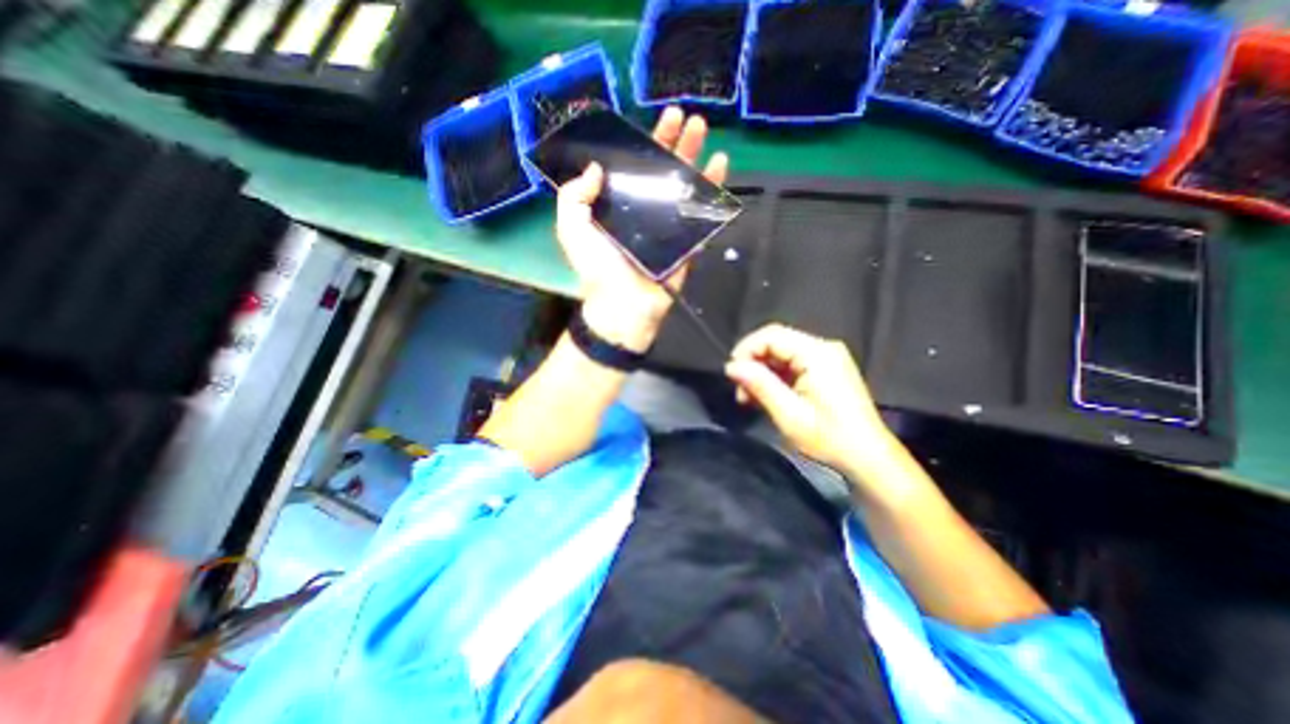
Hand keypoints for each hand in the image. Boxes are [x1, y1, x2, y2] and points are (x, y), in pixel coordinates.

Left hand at [561, 109, 729, 352]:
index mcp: (618, 205)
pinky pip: (702, 214)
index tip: (661, 119)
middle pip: (663, 171)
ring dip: (697, 159)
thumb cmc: (598, 269)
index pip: (635, 166)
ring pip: (685, 187)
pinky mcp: (687, 241)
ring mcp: (668, 226)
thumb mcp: (572, 229)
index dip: (647, 141)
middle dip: (677, 142)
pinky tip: (722, 168)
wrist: (624, 306)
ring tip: (705, 132)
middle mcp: (644, 210)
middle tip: (690, 118)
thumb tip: (596, 167)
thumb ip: (574, 197)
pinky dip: (713, 193)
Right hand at [724, 324, 900, 478]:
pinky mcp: (827, 368)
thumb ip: (760, 385)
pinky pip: (793, 362)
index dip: (746, 350)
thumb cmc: (829, 438)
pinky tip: (767, 396)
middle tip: (740, 390)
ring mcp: (828, 357)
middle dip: (752, 362)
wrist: (868, 457)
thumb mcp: (789, 415)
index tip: (731, 375)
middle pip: (776, 341)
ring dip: (762, 371)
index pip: (771, 335)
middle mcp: (823, 348)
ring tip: (750, 397)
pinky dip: (776, 376)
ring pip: (782, 352)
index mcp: (817, 354)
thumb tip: (731, 367)